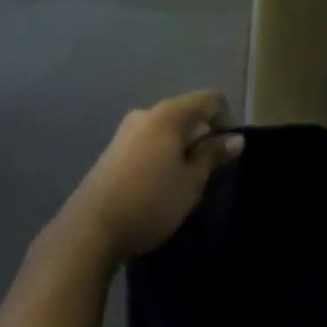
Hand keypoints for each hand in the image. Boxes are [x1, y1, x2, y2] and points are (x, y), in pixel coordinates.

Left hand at [64, 91, 244, 261]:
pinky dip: (163, 155)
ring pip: (166, 129)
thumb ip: (213, 155)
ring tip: (185, 182)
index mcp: (169, 114)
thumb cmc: (151, 200)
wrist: (91, 227)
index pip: (210, 99)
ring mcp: (126, 131)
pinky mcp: (113, 150)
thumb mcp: (191, 182)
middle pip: (186, 112)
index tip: (228, 152)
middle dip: (203, 135)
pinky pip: (149, 142)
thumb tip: (235, 138)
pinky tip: (160, 185)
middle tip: (210, 171)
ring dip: (182, 147)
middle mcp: (146, 113)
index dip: (227, 120)